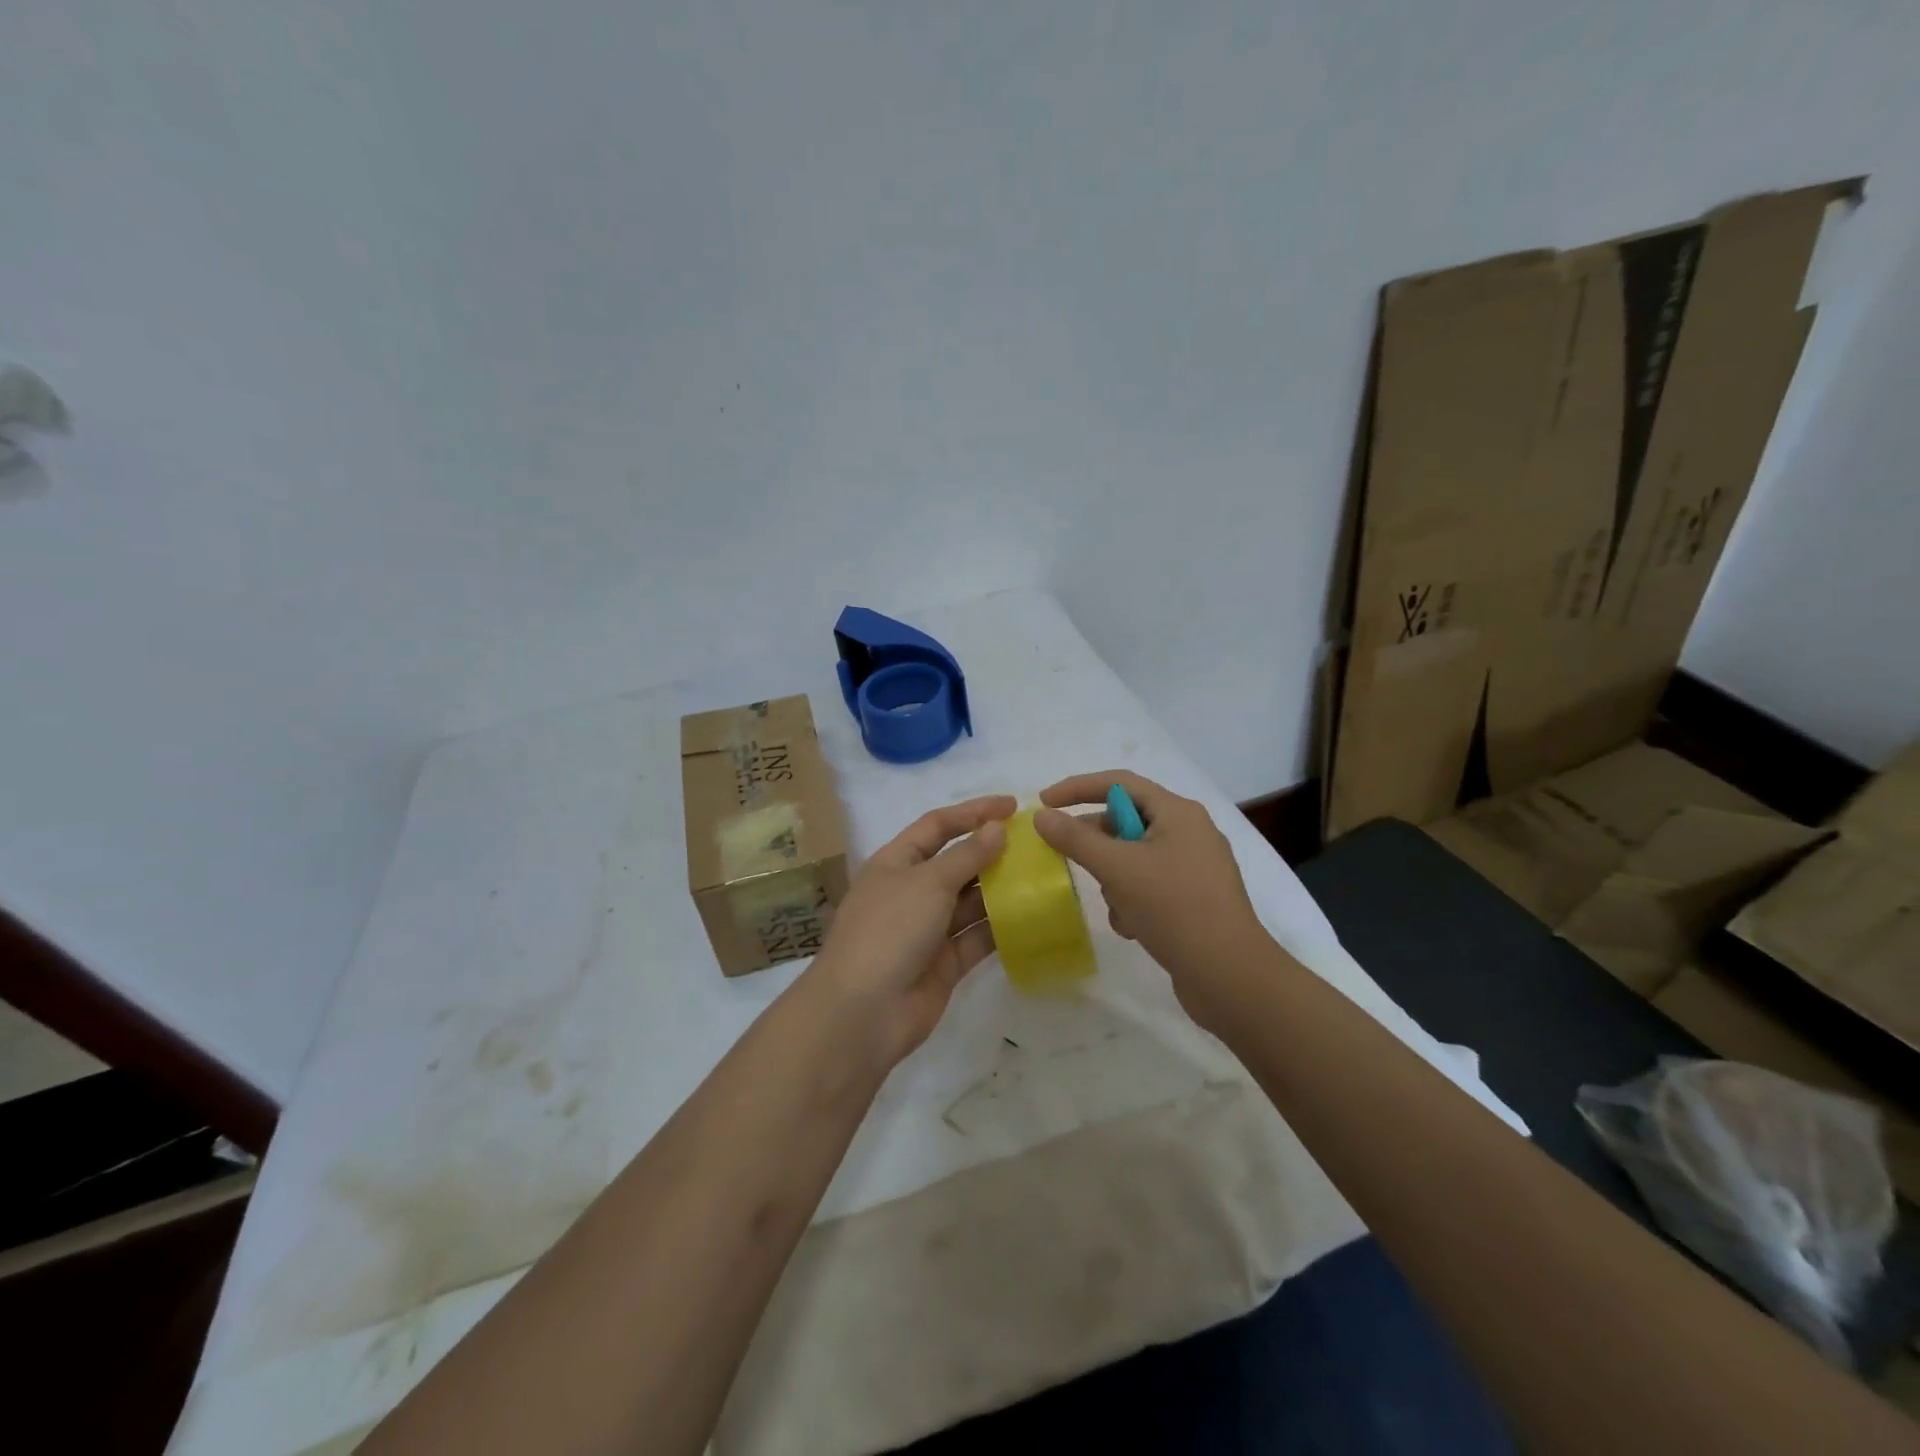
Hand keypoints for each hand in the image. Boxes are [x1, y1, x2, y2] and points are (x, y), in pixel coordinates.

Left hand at [805, 794, 1015, 1068]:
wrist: (863, 1012)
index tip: (1012, 806)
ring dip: (1001, 889)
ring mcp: (928, 929)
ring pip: (970, 901)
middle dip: (992, 852)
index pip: (937, 825)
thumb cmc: (890, 930)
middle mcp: (911, 891)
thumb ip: (966, 855)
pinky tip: (1033, 916)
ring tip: (1042, 876)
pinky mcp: (945, 963)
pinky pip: (977, 938)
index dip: (972, 812)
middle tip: (1036, 845)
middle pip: (957, 863)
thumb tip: (997, 828)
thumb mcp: (928, 882)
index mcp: (896, 862)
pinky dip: (1001, 928)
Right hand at [1033, 771, 1264, 1025]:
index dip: (1077, 788)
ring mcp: (1193, 867)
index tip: (1044, 803)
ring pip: (1133, 859)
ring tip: (1119, 907)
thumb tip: (1042, 816)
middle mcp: (1189, 832)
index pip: (1118, 783)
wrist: (1230, 975)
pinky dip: (1133, 902)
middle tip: (1067, 860)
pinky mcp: (1193, 899)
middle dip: (1097, 845)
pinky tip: (1133, 927)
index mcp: (1178, 813)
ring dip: (1115, 881)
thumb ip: (1075, 839)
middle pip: (1126, 822)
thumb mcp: (1118, 869)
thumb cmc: (1174, 908)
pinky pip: (1149, 886)